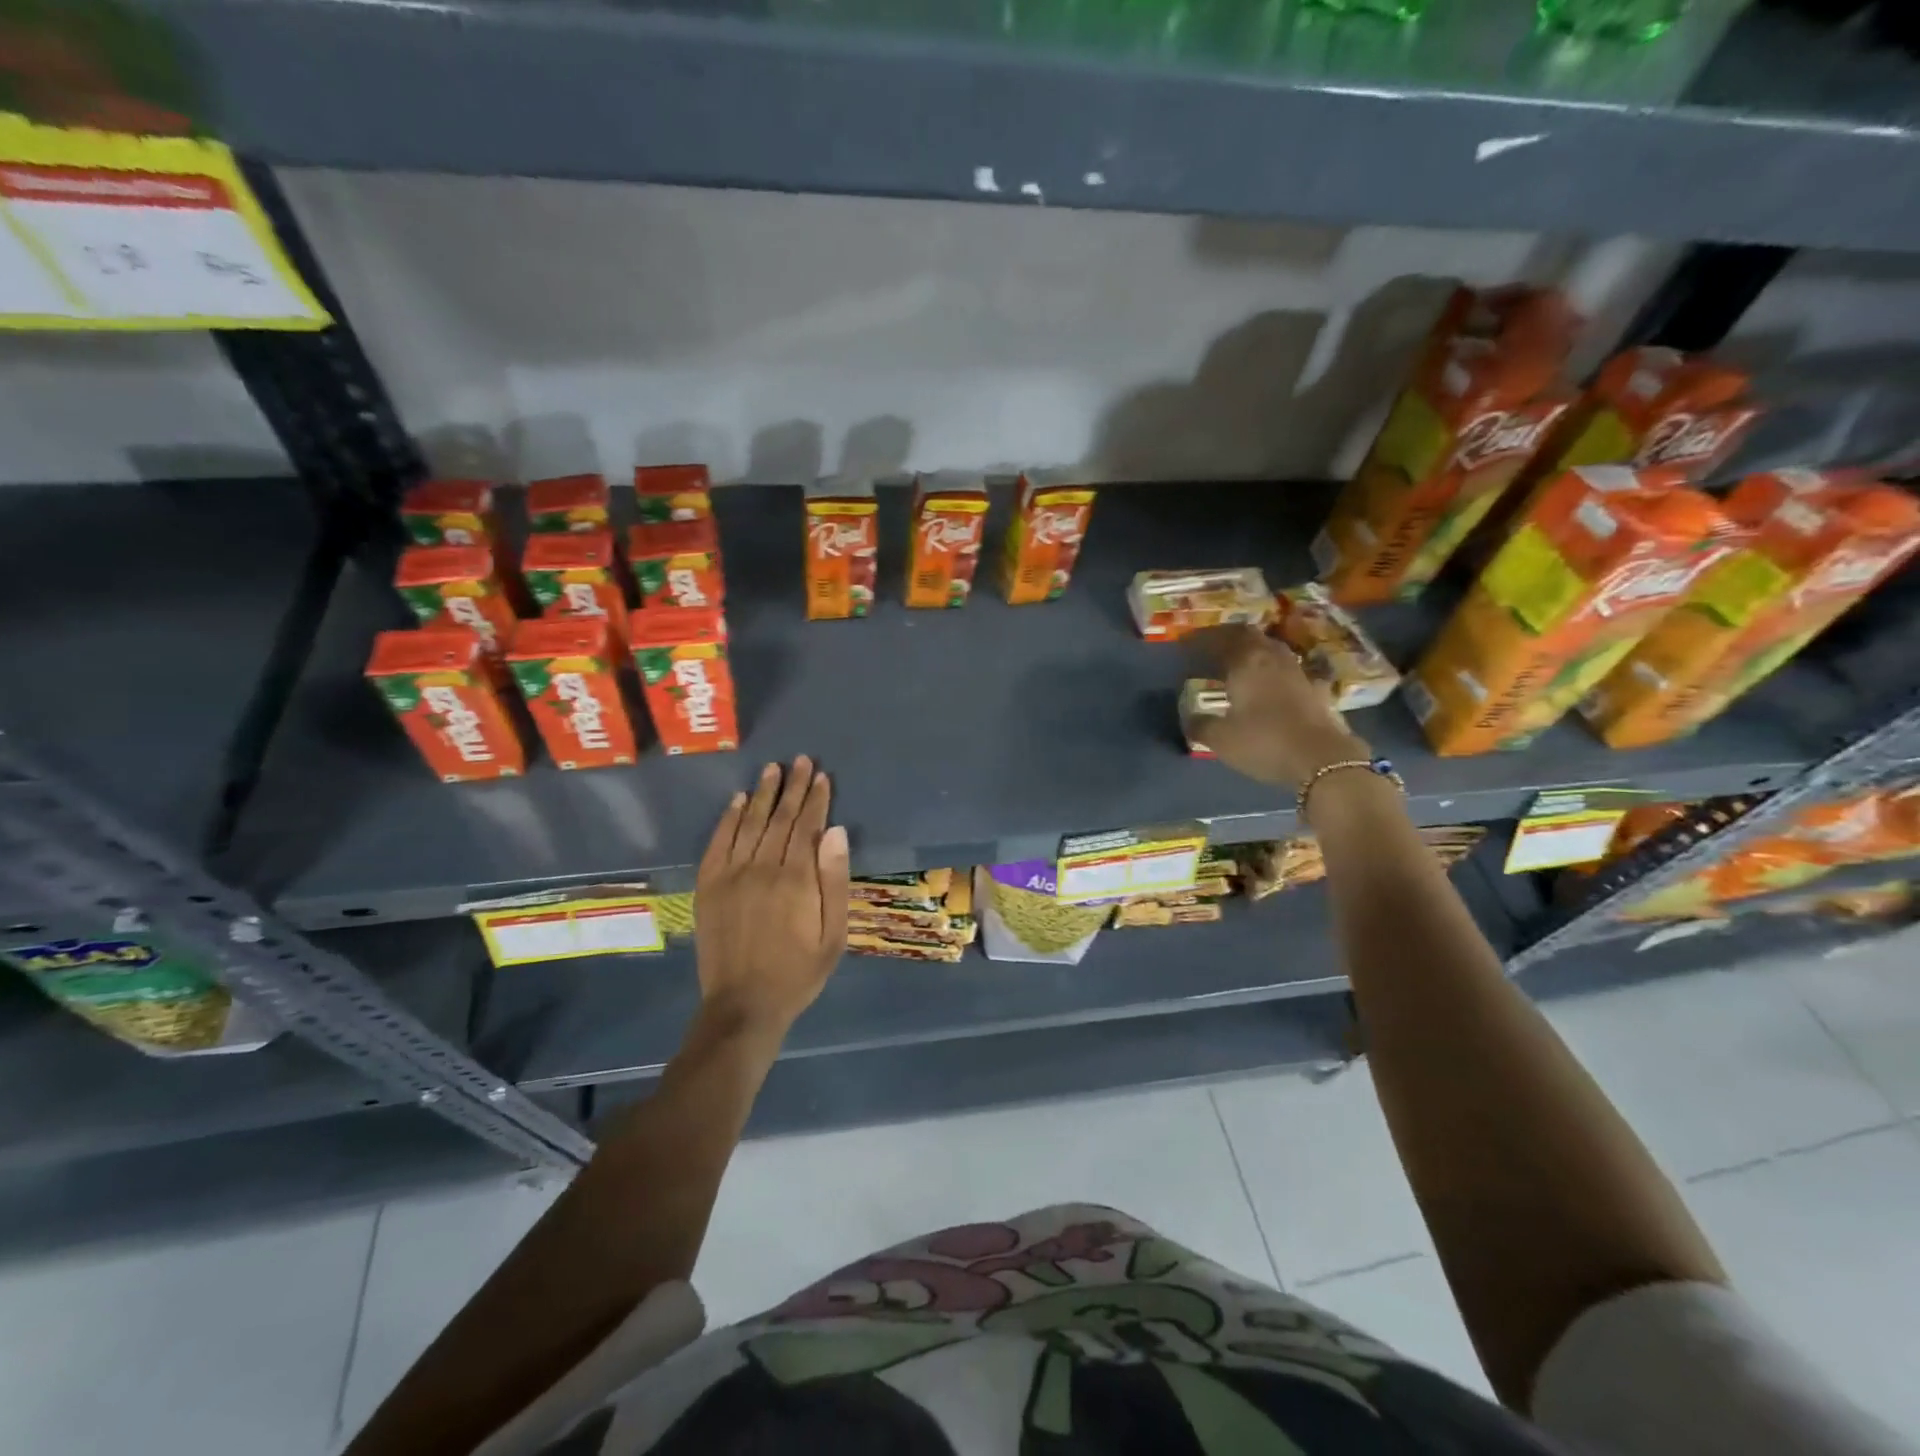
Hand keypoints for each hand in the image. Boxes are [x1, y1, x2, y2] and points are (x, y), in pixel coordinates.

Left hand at [694, 756, 849, 1040]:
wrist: (743, 1005)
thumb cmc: (798, 972)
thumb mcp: (833, 934)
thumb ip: (834, 881)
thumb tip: (836, 831)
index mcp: (796, 879)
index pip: (807, 826)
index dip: (816, 799)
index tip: (822, 776)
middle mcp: (762, 868)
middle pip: (780, 818)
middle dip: (793, 787)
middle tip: (801, 761)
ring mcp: (730, 875)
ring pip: (750, 823)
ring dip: (763, 794)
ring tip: (773, 769)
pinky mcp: (709, 886)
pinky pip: (719, 842)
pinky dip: (729, 818)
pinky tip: (738, 800)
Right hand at [1187, 625, 1372, 787]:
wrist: (1322, 759)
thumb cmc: (1264, 742)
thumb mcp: (1221, 739)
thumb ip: (1200, 724)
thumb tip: (1189, 718)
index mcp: (1245, 662)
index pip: (1219, 638)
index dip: (1200, 639)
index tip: (1185, 644)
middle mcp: (1272, 658)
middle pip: (1249, 636)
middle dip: (1228, 638)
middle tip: (1211, 647)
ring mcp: (1298, 671)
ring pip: (1272, 649)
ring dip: (1254, 650)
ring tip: (1239, 662)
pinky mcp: (1316, 689)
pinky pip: (1291, 671)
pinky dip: (1277, 672)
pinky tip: (1275, 683)